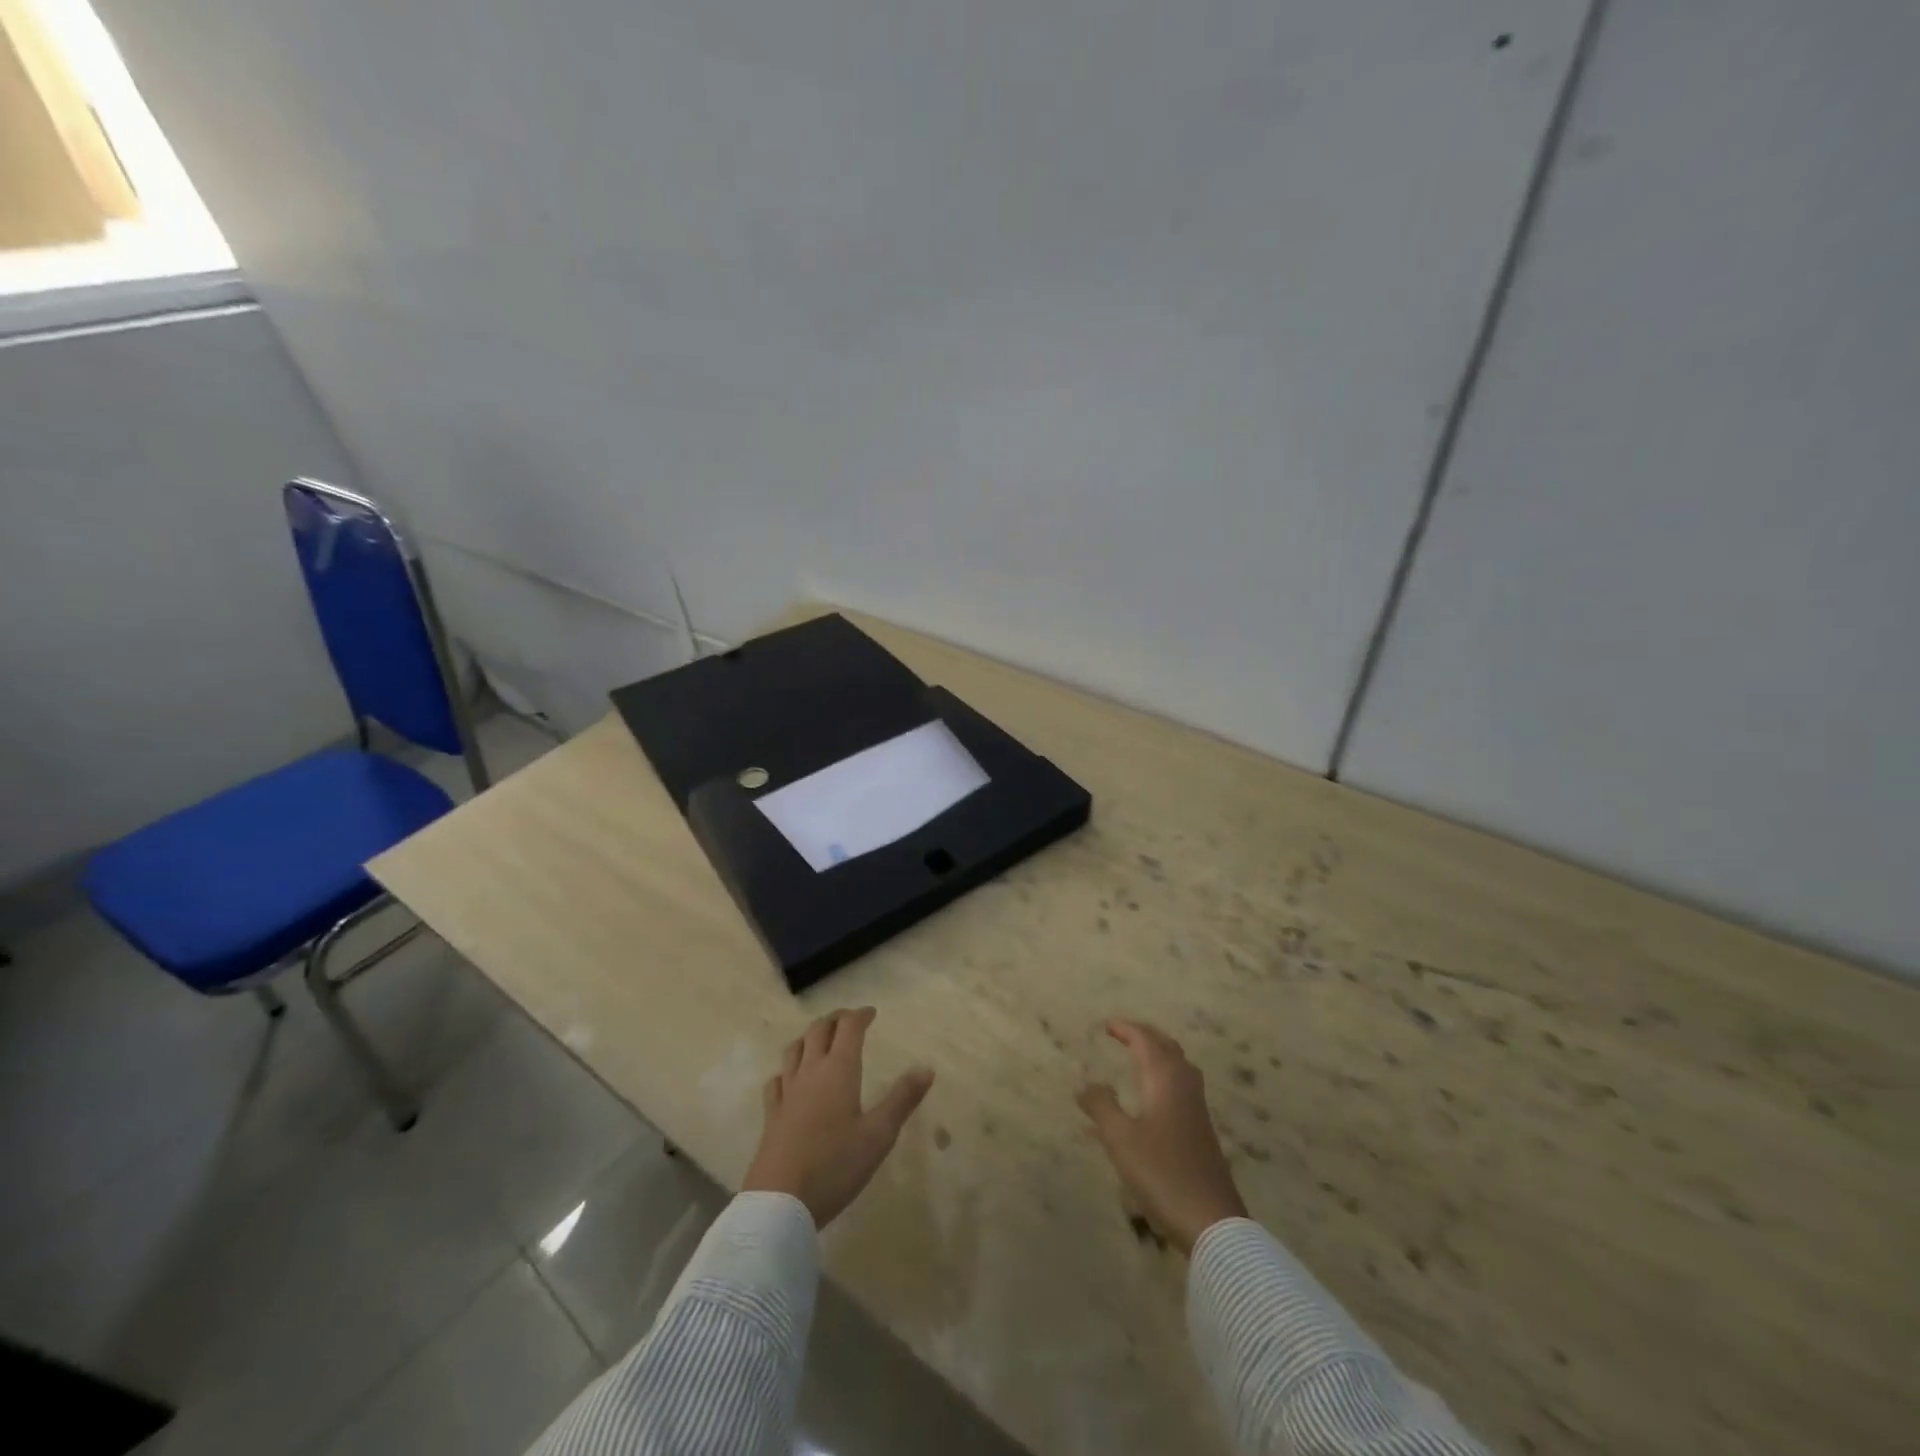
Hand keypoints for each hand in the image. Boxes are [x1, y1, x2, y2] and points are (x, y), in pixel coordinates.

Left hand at [742, 1007, 934, 1229]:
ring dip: (809, 1037)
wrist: (780, 1202)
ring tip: (820, 1040)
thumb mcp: (879, 1135)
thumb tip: (926, 1068)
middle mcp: (810, 1072)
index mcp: (839, 1070)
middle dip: (835, 1019)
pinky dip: (787, 1070)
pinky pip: (776, 1080)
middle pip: (819, 1030)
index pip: (848, 1028)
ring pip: (794, 1049)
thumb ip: (902, 1099)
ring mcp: (787, 1092)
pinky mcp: (771, 1115)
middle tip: (849, 1020)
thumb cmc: (835, 1165)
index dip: (860, 1016)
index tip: (871, 1013)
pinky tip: (789, 1079)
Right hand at [1078, 1019, 1247, 1254]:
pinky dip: (1166, 1076)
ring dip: (1160, 1054)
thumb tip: (1085, 1082)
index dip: (1127, 1029)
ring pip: (1180, 1067)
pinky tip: (1155, 1096)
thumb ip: (1101, 1106)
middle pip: (1167, 1048)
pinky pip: (1183, 1086)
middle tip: (1124, 1033)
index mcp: (1165, 1080)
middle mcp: (1185, 1087)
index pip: (1146, 1042)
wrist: (1212, 1222)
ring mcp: (1198, 1110)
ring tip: (1140, 1056)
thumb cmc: (1162, 1173)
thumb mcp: (1120, 1140)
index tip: (1107, 1025)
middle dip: (1146, 1036)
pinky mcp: (1203, 1131)